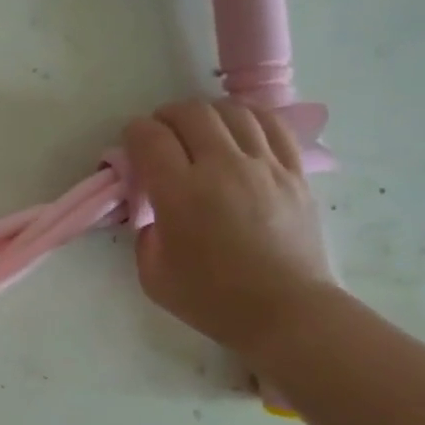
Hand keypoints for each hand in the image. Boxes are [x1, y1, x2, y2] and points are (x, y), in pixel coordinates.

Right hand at [123, 98, 335, 359]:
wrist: (285, 312)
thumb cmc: (211, 299)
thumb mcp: (151, 272)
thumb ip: (144, 230)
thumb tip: (151, 206)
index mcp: (180, 193)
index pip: (150, 138)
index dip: (133, 134)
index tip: (130, 146)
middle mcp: (222, 168)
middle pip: (190, 113)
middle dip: (165, 118)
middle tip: (159, 136)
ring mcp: (264, 166)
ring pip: (231, 112)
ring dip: (205, 115)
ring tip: (197, 131)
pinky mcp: (294, 171)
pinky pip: (271, 125)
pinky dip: (247, 118)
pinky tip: (237, 129)